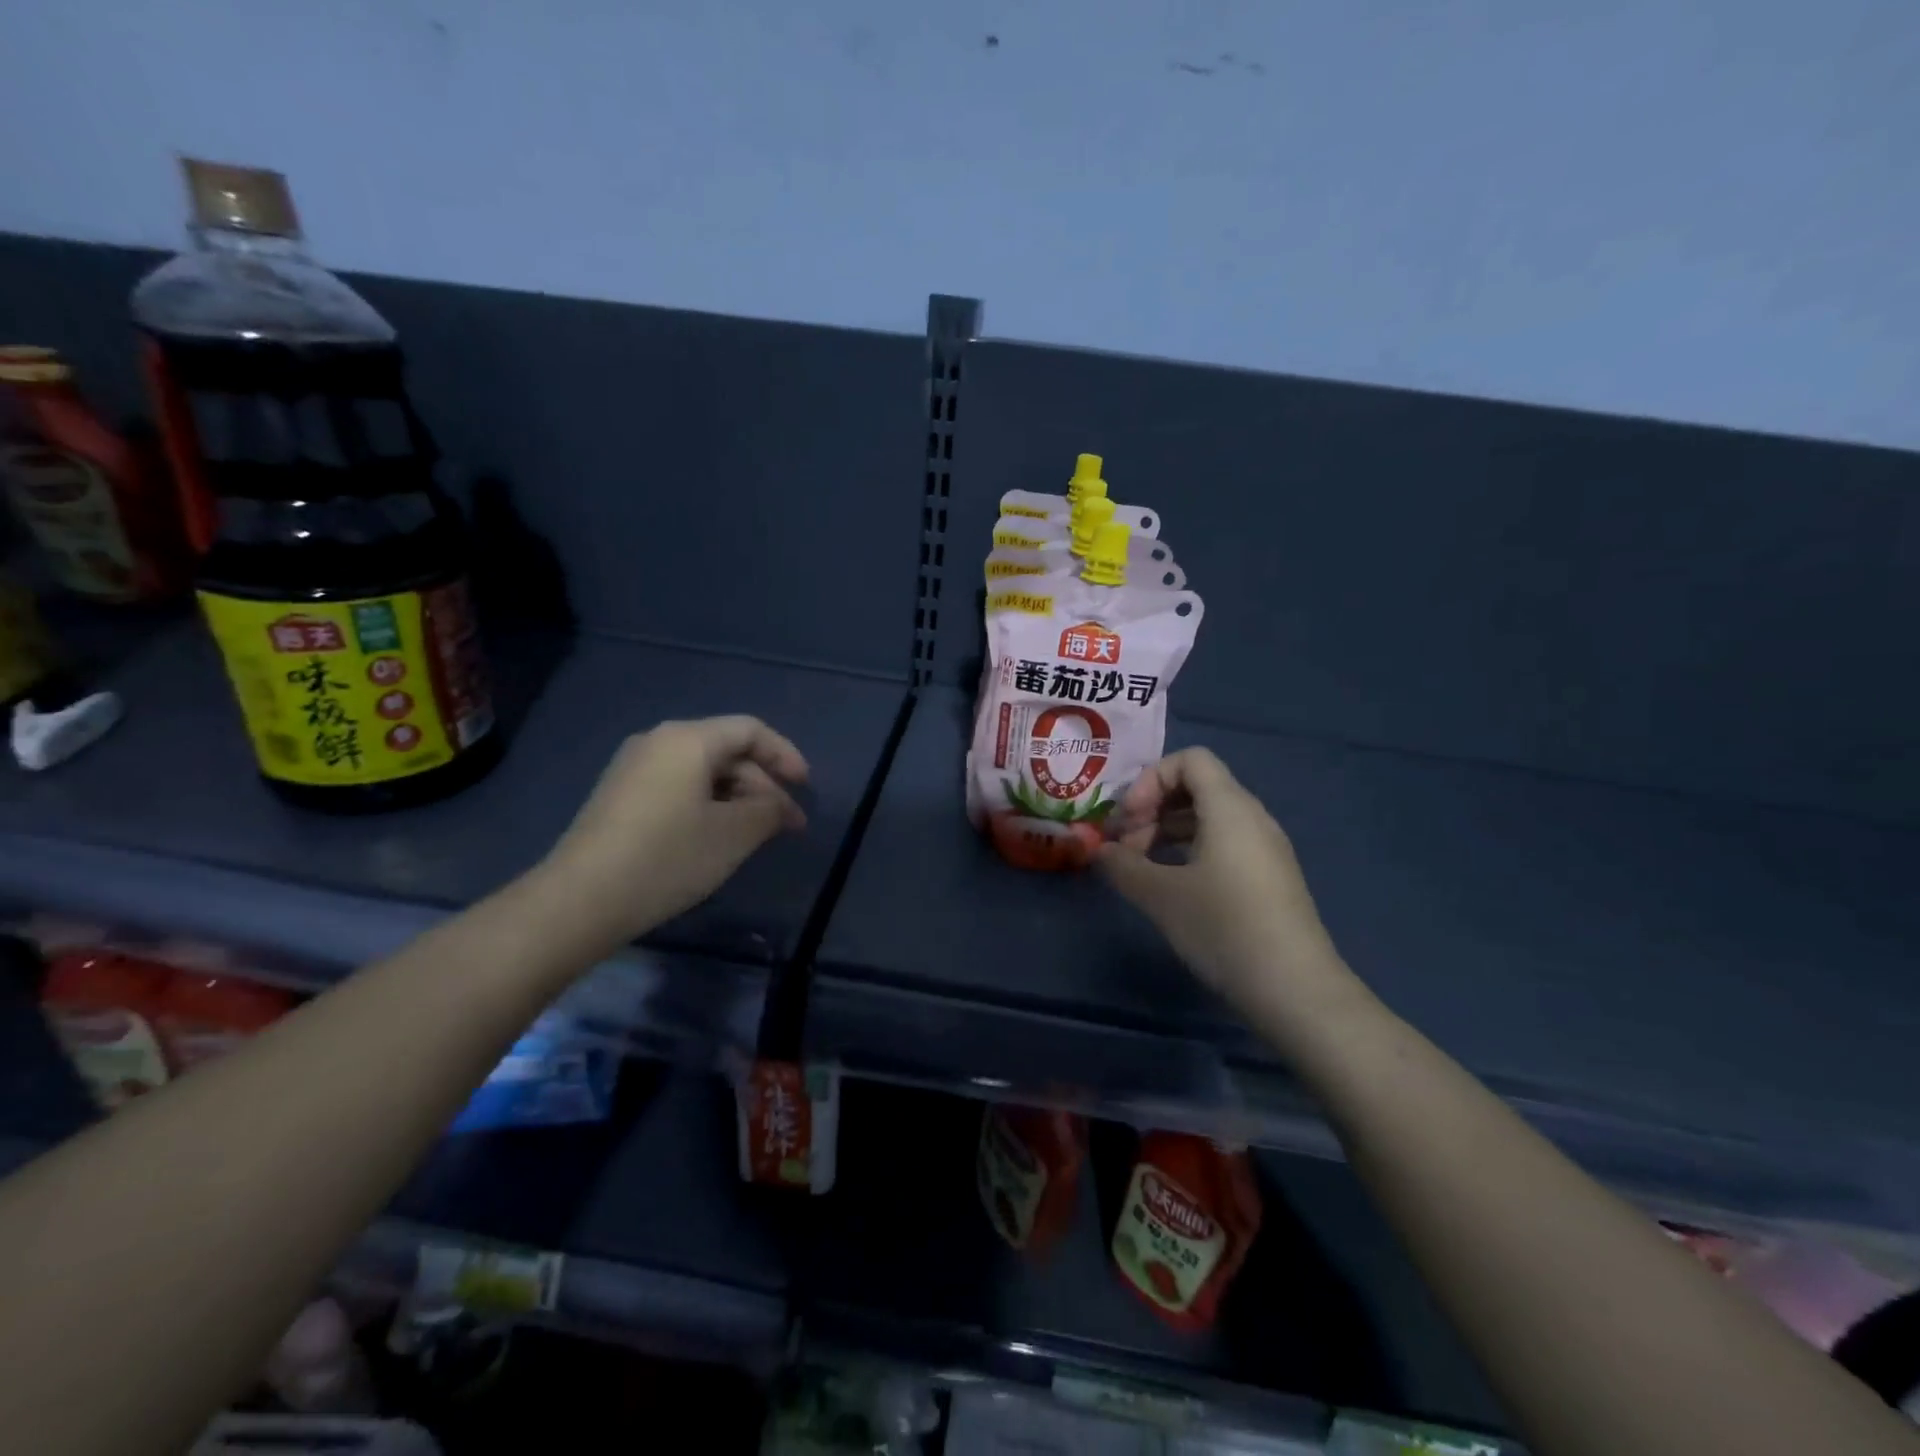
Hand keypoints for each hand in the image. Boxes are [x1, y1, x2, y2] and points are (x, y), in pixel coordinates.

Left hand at [539, 716, 809, 948]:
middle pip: (726, 750)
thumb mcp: (734, 835)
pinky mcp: (619, 796)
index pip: (750, 731)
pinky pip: (678, 787)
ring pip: (702, 772)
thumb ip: (768, 810)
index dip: (785, 755)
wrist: (580, 900)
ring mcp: (633, 768)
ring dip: (737, 798)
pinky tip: (717, 837)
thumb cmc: (668, 858)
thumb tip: (778, 804)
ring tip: (757, 835)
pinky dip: (708, 805)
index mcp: (687, 740)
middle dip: (763, 785)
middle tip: (787, 825)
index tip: (806, 788)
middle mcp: (658, 742)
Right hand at [1097, 748, 1358, 1029]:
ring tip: (1141, 868)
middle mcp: (1252, 817)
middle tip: (1125, 848)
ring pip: (1208, 818)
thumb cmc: (1223, 927)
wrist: (1294, 987)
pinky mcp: (1268, 877)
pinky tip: (1172, 885)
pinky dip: (1190, 850)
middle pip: (1196, 787)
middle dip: (1152, 808)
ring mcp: (1265, 848)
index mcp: (1230, 807)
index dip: (1150, 780)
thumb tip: (1101, 851)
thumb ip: (1123, 865)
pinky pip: (1224, 843)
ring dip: (1167, 831)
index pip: (1189, 760)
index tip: (1128, 820)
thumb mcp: (1160, 895)